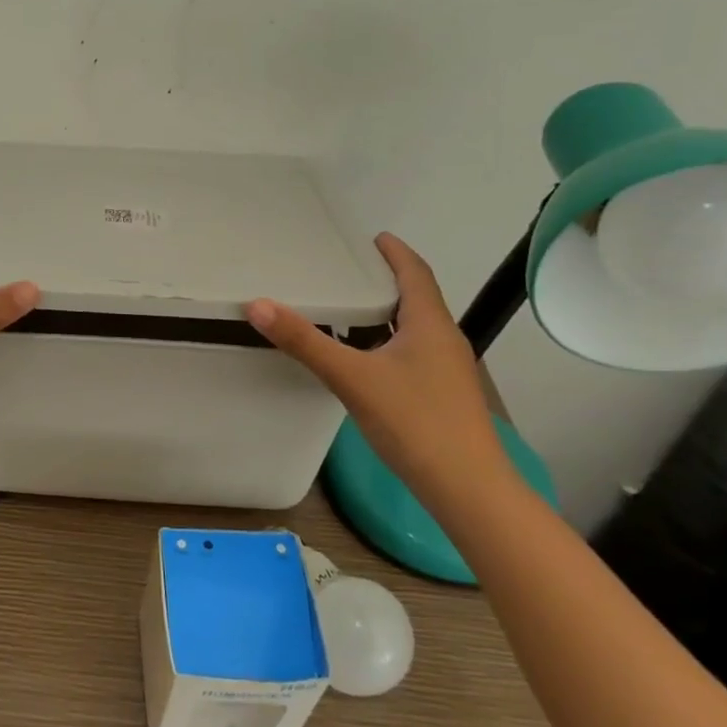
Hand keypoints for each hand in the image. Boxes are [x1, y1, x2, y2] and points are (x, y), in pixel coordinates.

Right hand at [246, 233, 500, 486]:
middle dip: (389, 279)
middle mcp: (444, 341)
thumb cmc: (415, 422)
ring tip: (353, 308)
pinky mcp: (444, 396)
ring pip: (417, 327)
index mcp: (430, 325)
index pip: (416, 273)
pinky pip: (415, 352)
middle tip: (351, 269)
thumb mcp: (352, 378)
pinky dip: (390, 340)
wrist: (467, 489)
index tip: (374, 237)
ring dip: (390, 311)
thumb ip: (305, 342)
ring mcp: (448, 370)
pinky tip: (368, 359)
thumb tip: (258, 305)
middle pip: (419, 297)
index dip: (396, 252)